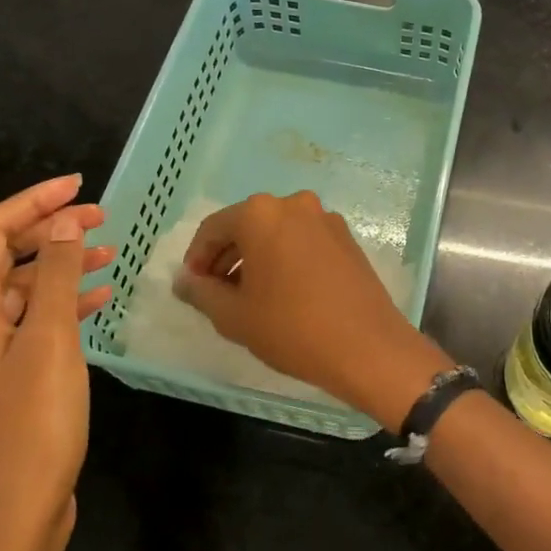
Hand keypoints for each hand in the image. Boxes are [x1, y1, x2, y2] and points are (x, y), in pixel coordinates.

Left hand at [0, 175, 114, 550]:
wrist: (15, 517)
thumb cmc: (31, 424)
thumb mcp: (49, 340)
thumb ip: (55, 275)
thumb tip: (63, 221)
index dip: (32, 202)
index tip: (79, 185)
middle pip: (3, 258)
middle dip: (50, 231)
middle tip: (103, 217)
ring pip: (22, 290)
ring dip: (61, 266)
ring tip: (109, 253)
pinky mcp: (7, 378)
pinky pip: (34, 322)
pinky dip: (64, 304)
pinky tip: (99, 299)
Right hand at [174, 191, 445, 430]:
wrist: (368, 347)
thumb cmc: (292, 328)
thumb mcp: (234, 316)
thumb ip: (201, 292)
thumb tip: (183, 280)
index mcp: (261, 213)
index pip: (213, 228)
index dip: (196, 258)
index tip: (192, 287)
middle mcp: (294, 204)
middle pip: (246, 225)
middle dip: (226, 257)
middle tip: (216, 294)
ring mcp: (325, 219)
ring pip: (276, 232)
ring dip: (256, 258)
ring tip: (248, 296)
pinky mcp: (347, 238)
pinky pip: (303, 240)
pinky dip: (285, 258)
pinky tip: (283, 292)